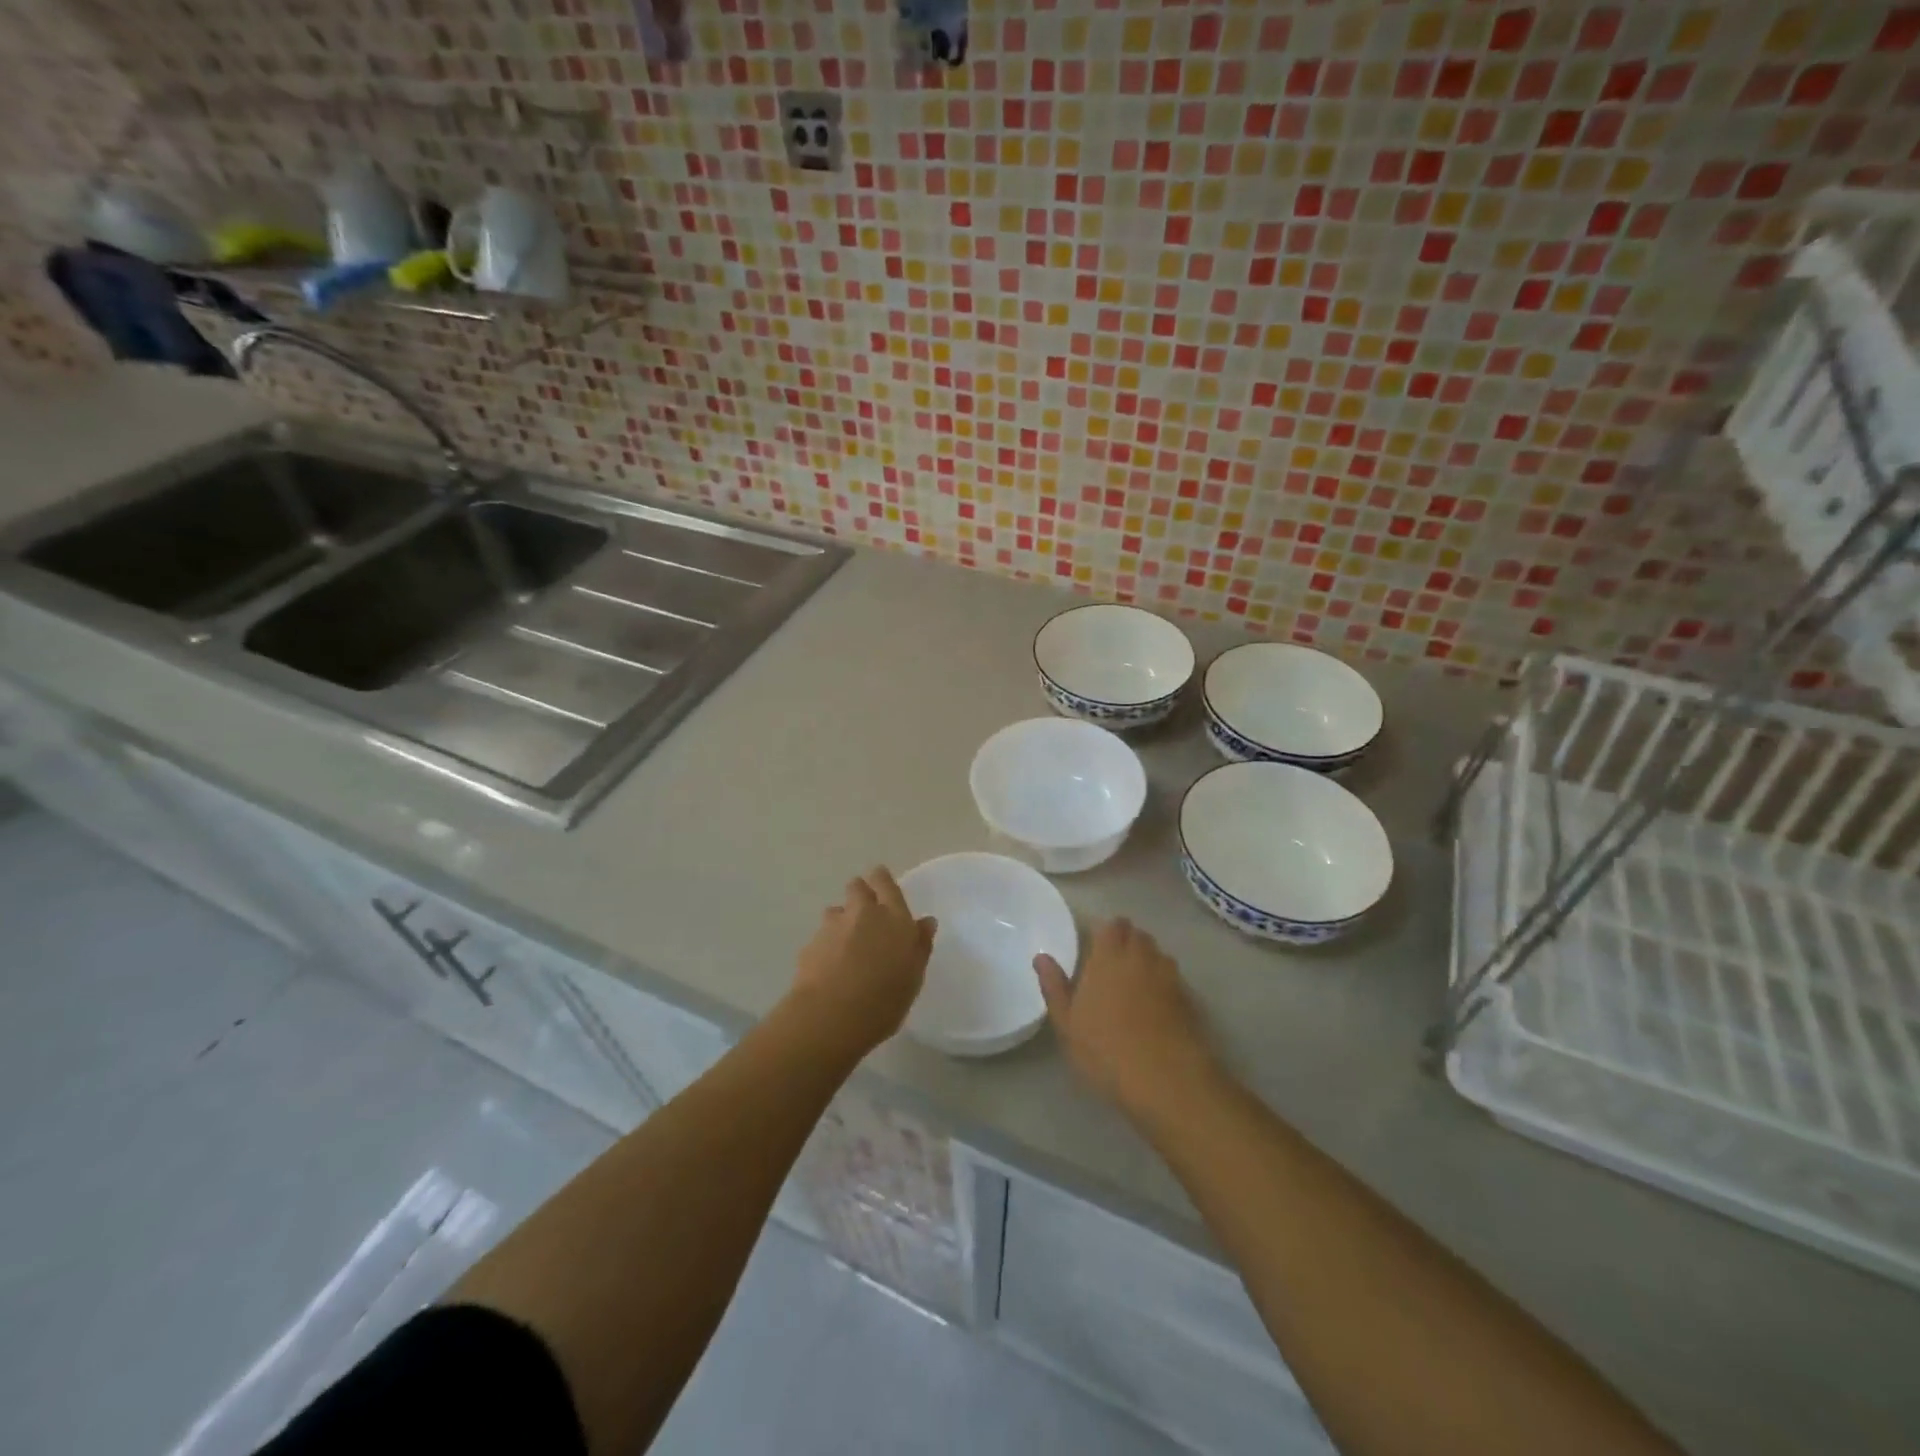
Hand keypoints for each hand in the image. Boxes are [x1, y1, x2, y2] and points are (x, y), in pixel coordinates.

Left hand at [789, 868, 936, 1052]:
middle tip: (866, 916)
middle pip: (857, 887)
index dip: (882, 880)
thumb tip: (925, 922)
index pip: (885, 882)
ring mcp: (833, 926)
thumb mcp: (913, 976)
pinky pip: (821, 935)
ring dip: (842, 921)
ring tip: (846, 947)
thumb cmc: (885, 1000)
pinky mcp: (811, 943)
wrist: (831, 1017)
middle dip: (860, 894)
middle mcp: (863, 912)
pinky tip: (830, 968)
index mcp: (894, 917)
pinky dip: (827, 945)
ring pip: (837, 910)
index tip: (882, 886)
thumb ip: (920, 945)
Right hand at [1034, 918, 1217, 1115]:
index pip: (1112, 925)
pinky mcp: (1190, 1000)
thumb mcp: (1067, 1023)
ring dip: (1147, 960)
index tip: (1095, 947)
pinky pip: (1173, 979)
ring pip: (1158, 954)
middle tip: (1111, 965)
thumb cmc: (1106, 1049)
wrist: (1167, 1080)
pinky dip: (1163, 984)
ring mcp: (1169, 977)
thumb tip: (1041, 957)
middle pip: (1138, 935)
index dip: (1106, 932)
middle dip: (1127, 942)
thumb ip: (1054, 985)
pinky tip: (1155, 1008)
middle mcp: (1141, 957)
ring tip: (1134, 984)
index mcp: (1109, 956)